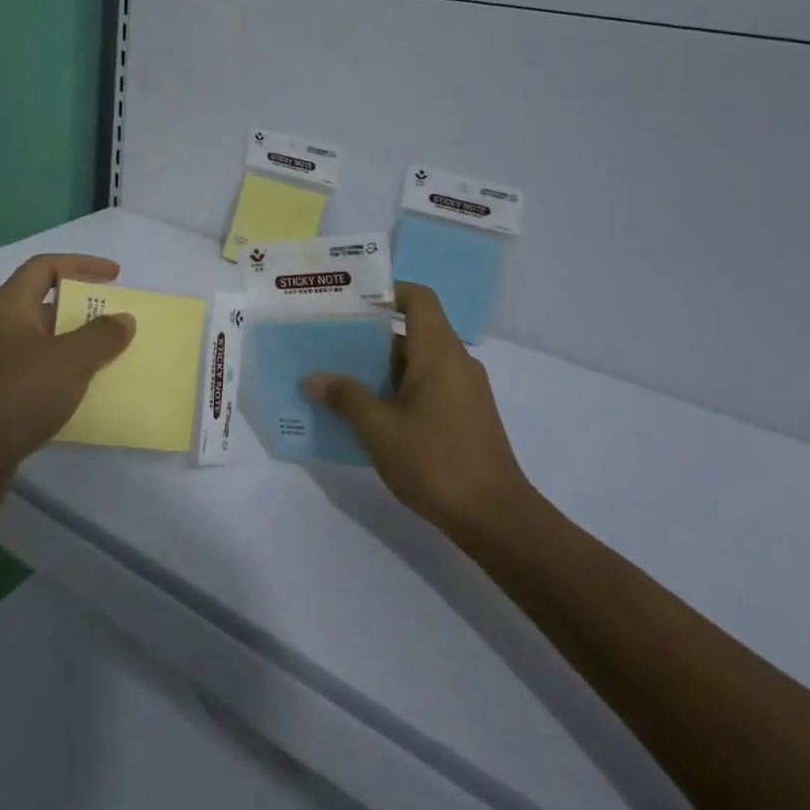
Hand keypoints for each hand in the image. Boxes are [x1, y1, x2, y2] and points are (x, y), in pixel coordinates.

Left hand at [0, 254, 135, 516]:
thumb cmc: (17, 395)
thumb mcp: (69, 360)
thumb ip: (101, 336)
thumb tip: (123, 319)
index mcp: (11, 306)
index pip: (45, 267)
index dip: (81, 265)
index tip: (115, 276)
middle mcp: (4, 328)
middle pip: (48, 303)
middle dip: (86, 308)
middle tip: (119, 319)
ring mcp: (2, 363)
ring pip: (49, 341)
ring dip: (81, 344)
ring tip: (115, 355)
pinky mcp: (6, 395)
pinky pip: (45, 373)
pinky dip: (70, 375)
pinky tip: (93, 391)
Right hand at [305, 282, 537, 541]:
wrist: (495, 518)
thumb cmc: (435, 461)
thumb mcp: (379, 428)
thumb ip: (346, 397)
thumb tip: (313, 378)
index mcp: (439, 352)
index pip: (418, 298)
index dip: (387, 292)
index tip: (350, 303)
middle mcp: (456, 362)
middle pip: (412, 331)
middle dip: (369, 337)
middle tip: (328, 344)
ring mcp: (464, 391)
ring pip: (417, 362)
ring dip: (380, 368)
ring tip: (338, 380)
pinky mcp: (465, 416)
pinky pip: (427, 386)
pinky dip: (398, 390)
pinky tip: (368, 414)